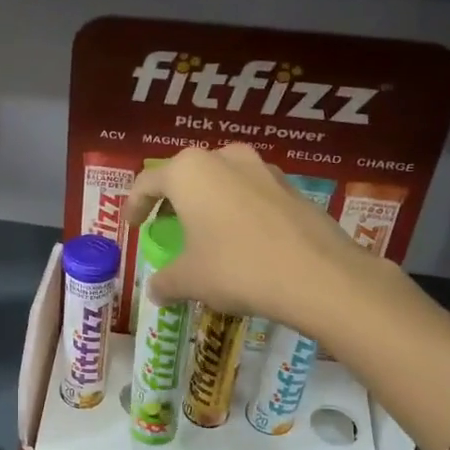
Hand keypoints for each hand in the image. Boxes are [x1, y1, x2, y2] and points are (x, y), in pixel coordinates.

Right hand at [126, 144, 376, 327]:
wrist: (318, 275)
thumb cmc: (237, 268)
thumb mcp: (190, 280)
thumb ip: (165, 281)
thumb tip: (156, 291)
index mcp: (189, 172)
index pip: (147, 182)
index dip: (134, 205)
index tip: (132, 225)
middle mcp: (224, 158)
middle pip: (185, 175)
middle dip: (173, 201)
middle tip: (167, 226)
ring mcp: (262, 169)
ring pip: (221, 181)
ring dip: (208, 203)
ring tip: (206, 233)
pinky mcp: (291, 187)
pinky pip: (251, 194)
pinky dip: (238, 211)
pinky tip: (243, 240)